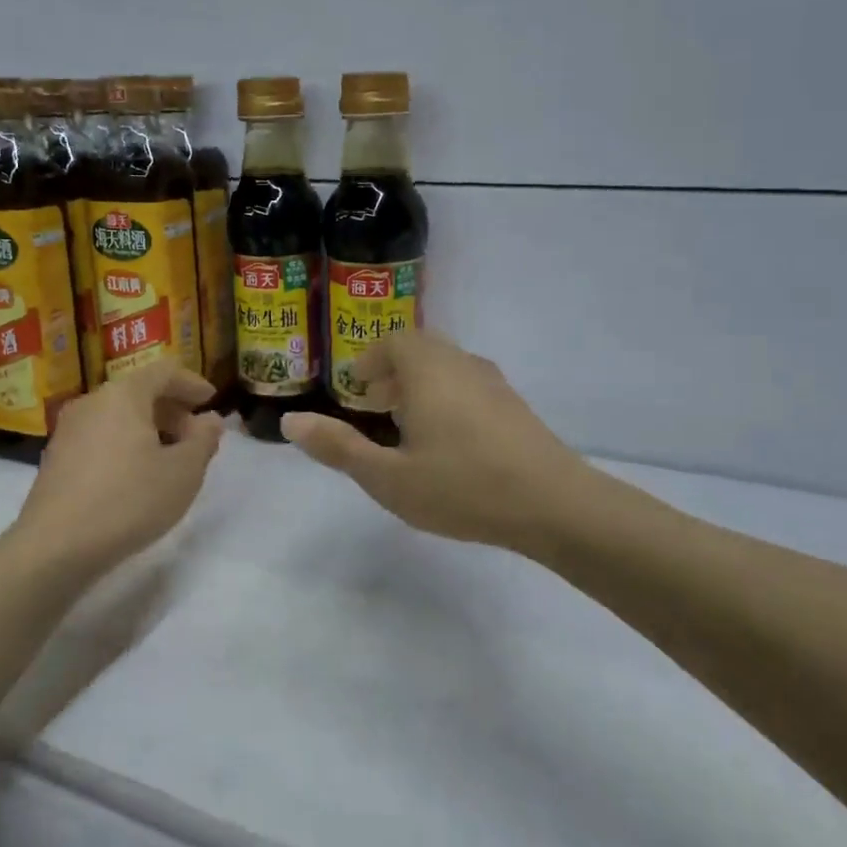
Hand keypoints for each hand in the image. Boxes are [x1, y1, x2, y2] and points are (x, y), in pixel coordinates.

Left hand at [12, 361, 224, 571]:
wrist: (55, 547)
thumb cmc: (129, 501)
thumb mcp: (183, 472)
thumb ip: (203, 440)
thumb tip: (210, 420)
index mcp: (124, 394)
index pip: (164, 372)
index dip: (192, 383)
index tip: (211, 400)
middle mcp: (92, 402)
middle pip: (139, 392)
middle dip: (172, 409)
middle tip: (196, 436)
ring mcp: (68, 430)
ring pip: (118, 415)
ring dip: (149, 428)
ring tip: (169, 458)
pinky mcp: (56, 458)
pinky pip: (101, 436)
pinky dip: (125, 444)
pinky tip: (136, 476)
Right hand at [280, 331, 597, 554]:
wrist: (554, 505)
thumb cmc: (462, 486)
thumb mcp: (388, 477)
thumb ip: (338, 448)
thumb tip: (291, 421)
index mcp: (428, 370)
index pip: (394, 341)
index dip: (370, 360)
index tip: (357, 389)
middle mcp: (462, 364)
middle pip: (422, 350)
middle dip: (393, 372)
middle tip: (375, 406)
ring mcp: (494, 383)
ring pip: (448, 368)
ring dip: (421, 386)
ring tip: (407, 428)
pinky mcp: (515, 407)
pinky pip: (469, 387)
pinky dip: (447, 399)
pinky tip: (448, 444)